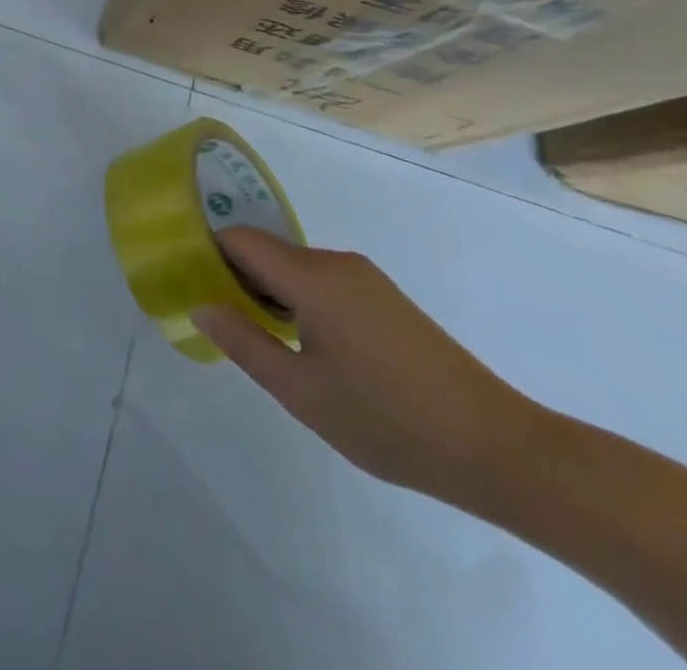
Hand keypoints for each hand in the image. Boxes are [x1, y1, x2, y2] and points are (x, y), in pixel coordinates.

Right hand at [194, 228, 540, 507]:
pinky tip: (310, 349)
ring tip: (265, 343)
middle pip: (266, 251)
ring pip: (295, 268)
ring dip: (270, 293)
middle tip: (223, 323)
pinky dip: (300, 301)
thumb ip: (243, 341)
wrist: (498, 447)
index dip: (208, 253)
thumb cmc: (387, 419)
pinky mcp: (385, 298)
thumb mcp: (300, 391)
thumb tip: (199, 303)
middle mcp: (336, 262)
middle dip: (236, 277)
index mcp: (311, 276)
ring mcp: (365, 278)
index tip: (189, 283)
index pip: (239, 239)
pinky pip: (323, 282)